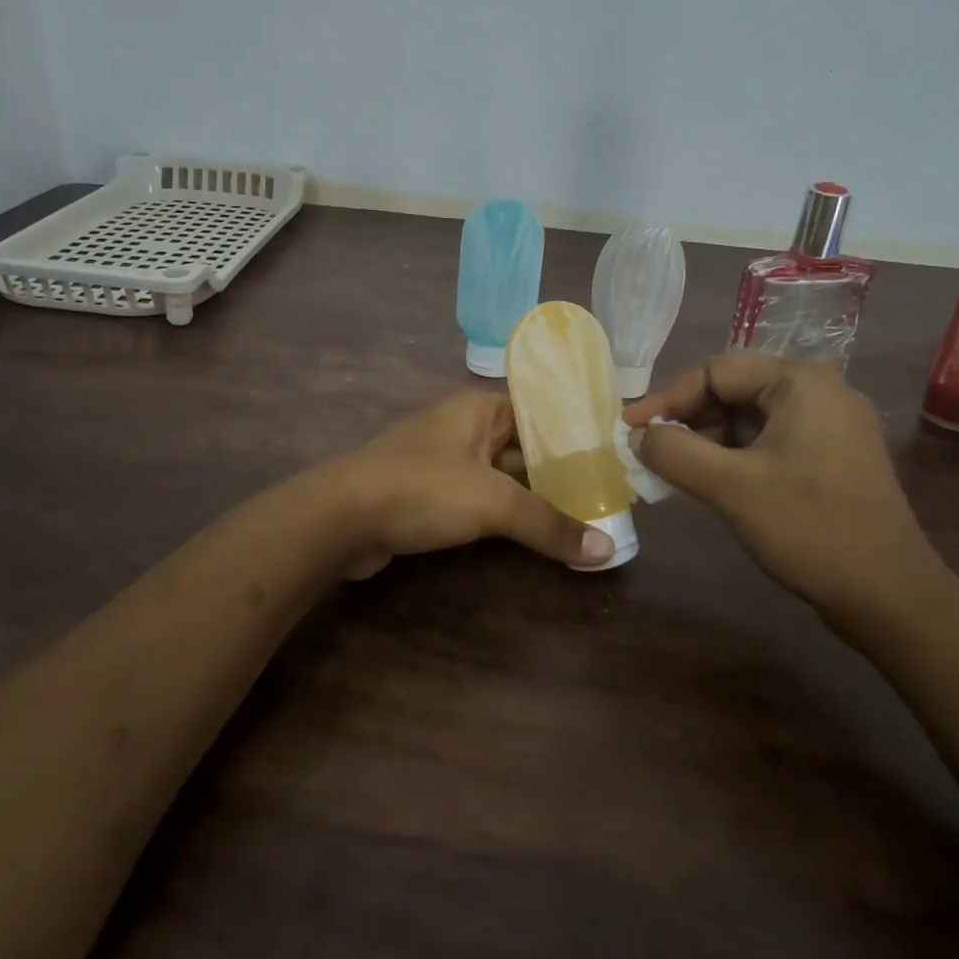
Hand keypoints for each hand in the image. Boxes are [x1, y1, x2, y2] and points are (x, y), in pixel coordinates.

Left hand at [325, 392, 617, 578]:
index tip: (616, 457)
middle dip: (563, 473)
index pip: (541, 411)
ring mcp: (447, 463)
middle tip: (611, 496)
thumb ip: (549, 523)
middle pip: (526, 448)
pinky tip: (539, 535)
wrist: (342, 517)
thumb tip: (606, 549)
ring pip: (505, 478)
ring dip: (537, 499)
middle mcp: (466, 429)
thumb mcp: (493, 502)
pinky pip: (483, 501)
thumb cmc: (422, 489)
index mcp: (480, 410)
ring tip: (588, 518)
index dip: (578, 433)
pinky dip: (509, 517)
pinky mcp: (432, 496)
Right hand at [623, 353, 946, 621]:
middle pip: (733, 390)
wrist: (891, 597)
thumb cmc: (810, 529)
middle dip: (687, 419)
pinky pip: (770, 439)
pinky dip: (735, 455)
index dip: (667, 398)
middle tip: (649, 449)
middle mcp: (820, 390)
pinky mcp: (833, 454)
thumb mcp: (729, 487)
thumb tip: (637, 434)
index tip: (630, 428)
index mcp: (800, 382)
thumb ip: (673, 452)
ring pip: (749, 417)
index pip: (715, 371)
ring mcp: (831, 423)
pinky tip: (710, 481)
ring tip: (672, 469)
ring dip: (708, 440)